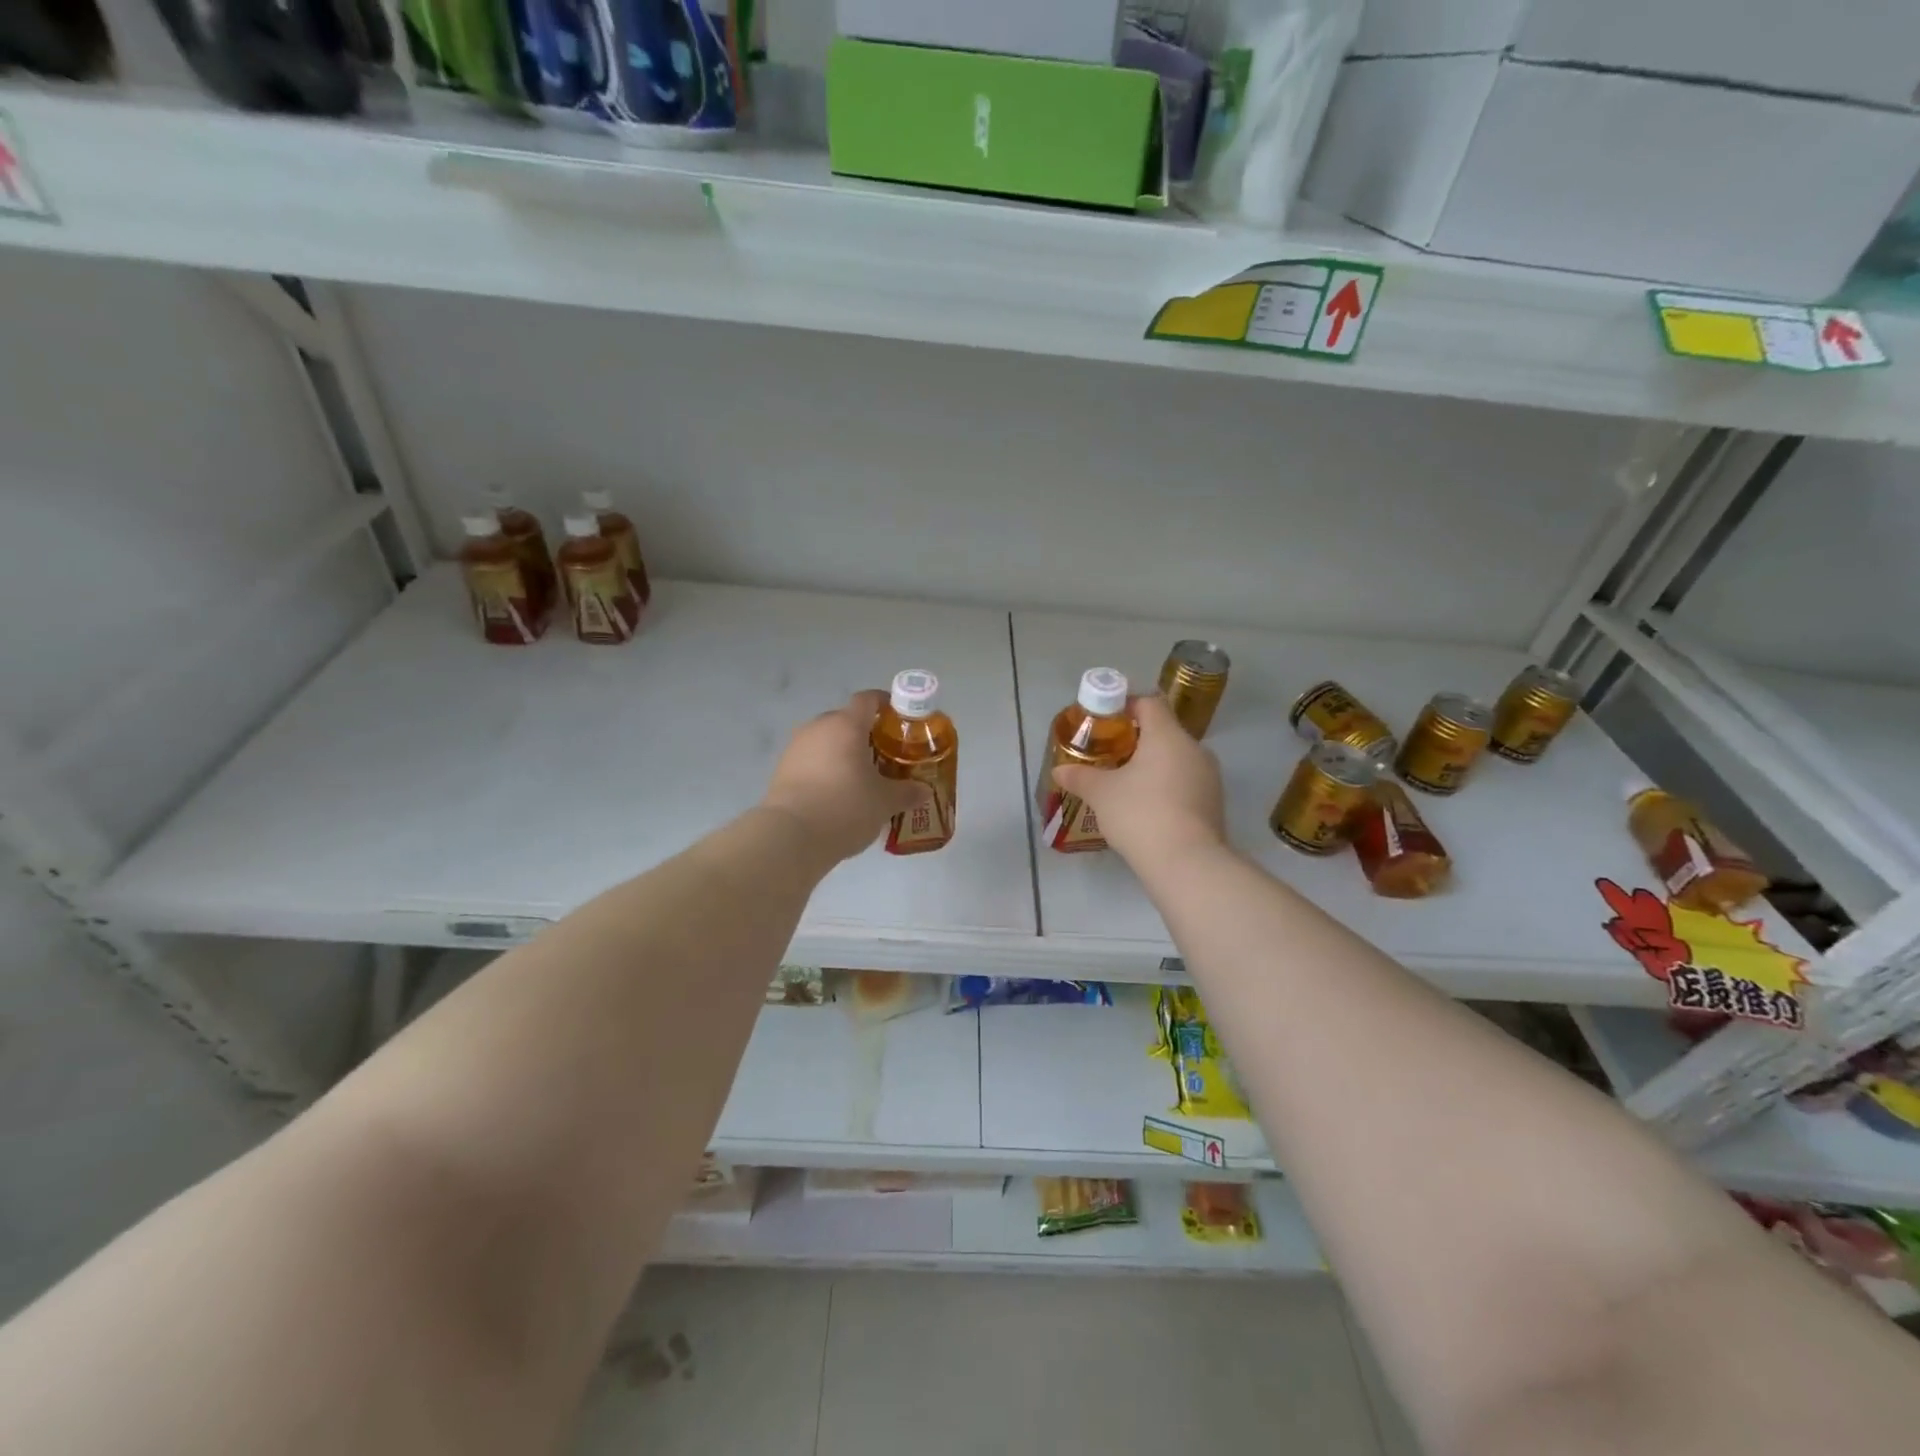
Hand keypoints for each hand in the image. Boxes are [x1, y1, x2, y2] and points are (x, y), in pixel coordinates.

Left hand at [761, 690, 927, 863]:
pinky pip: (812, 759)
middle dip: (867, 735)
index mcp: (846, 725)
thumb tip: (923, 790)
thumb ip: (906, 792)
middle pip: (847, 720)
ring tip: (862, 778)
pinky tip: (837, 793)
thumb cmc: (846, 807)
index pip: (868, 699)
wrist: (791, 836)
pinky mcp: (782, 769)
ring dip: (844, 753)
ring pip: (827, 741)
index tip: (901, 720)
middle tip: (885, 757)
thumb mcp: (885, 802)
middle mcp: (819, 727)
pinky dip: (826, 769)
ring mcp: (796, 747)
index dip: (886, 704)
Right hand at [1052, 695, 1225, 869]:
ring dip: (1152, 766)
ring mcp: (1209, 777)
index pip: (1149, 703)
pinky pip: (1186, 783)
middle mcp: (1194, 748)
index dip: (1125, 706)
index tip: (1104, 722)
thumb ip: (1080, 776)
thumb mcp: (1101, 793)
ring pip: (1176, 759)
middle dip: (1136, 740)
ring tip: (1126, 785)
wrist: (1187, 863)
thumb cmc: (1141, 814)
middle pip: (1163, 731)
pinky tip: (1147, 808)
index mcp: (1167, 735)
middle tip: (1109, 756)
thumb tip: (1059, 770)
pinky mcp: (1214, 803)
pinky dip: (1166, 787)